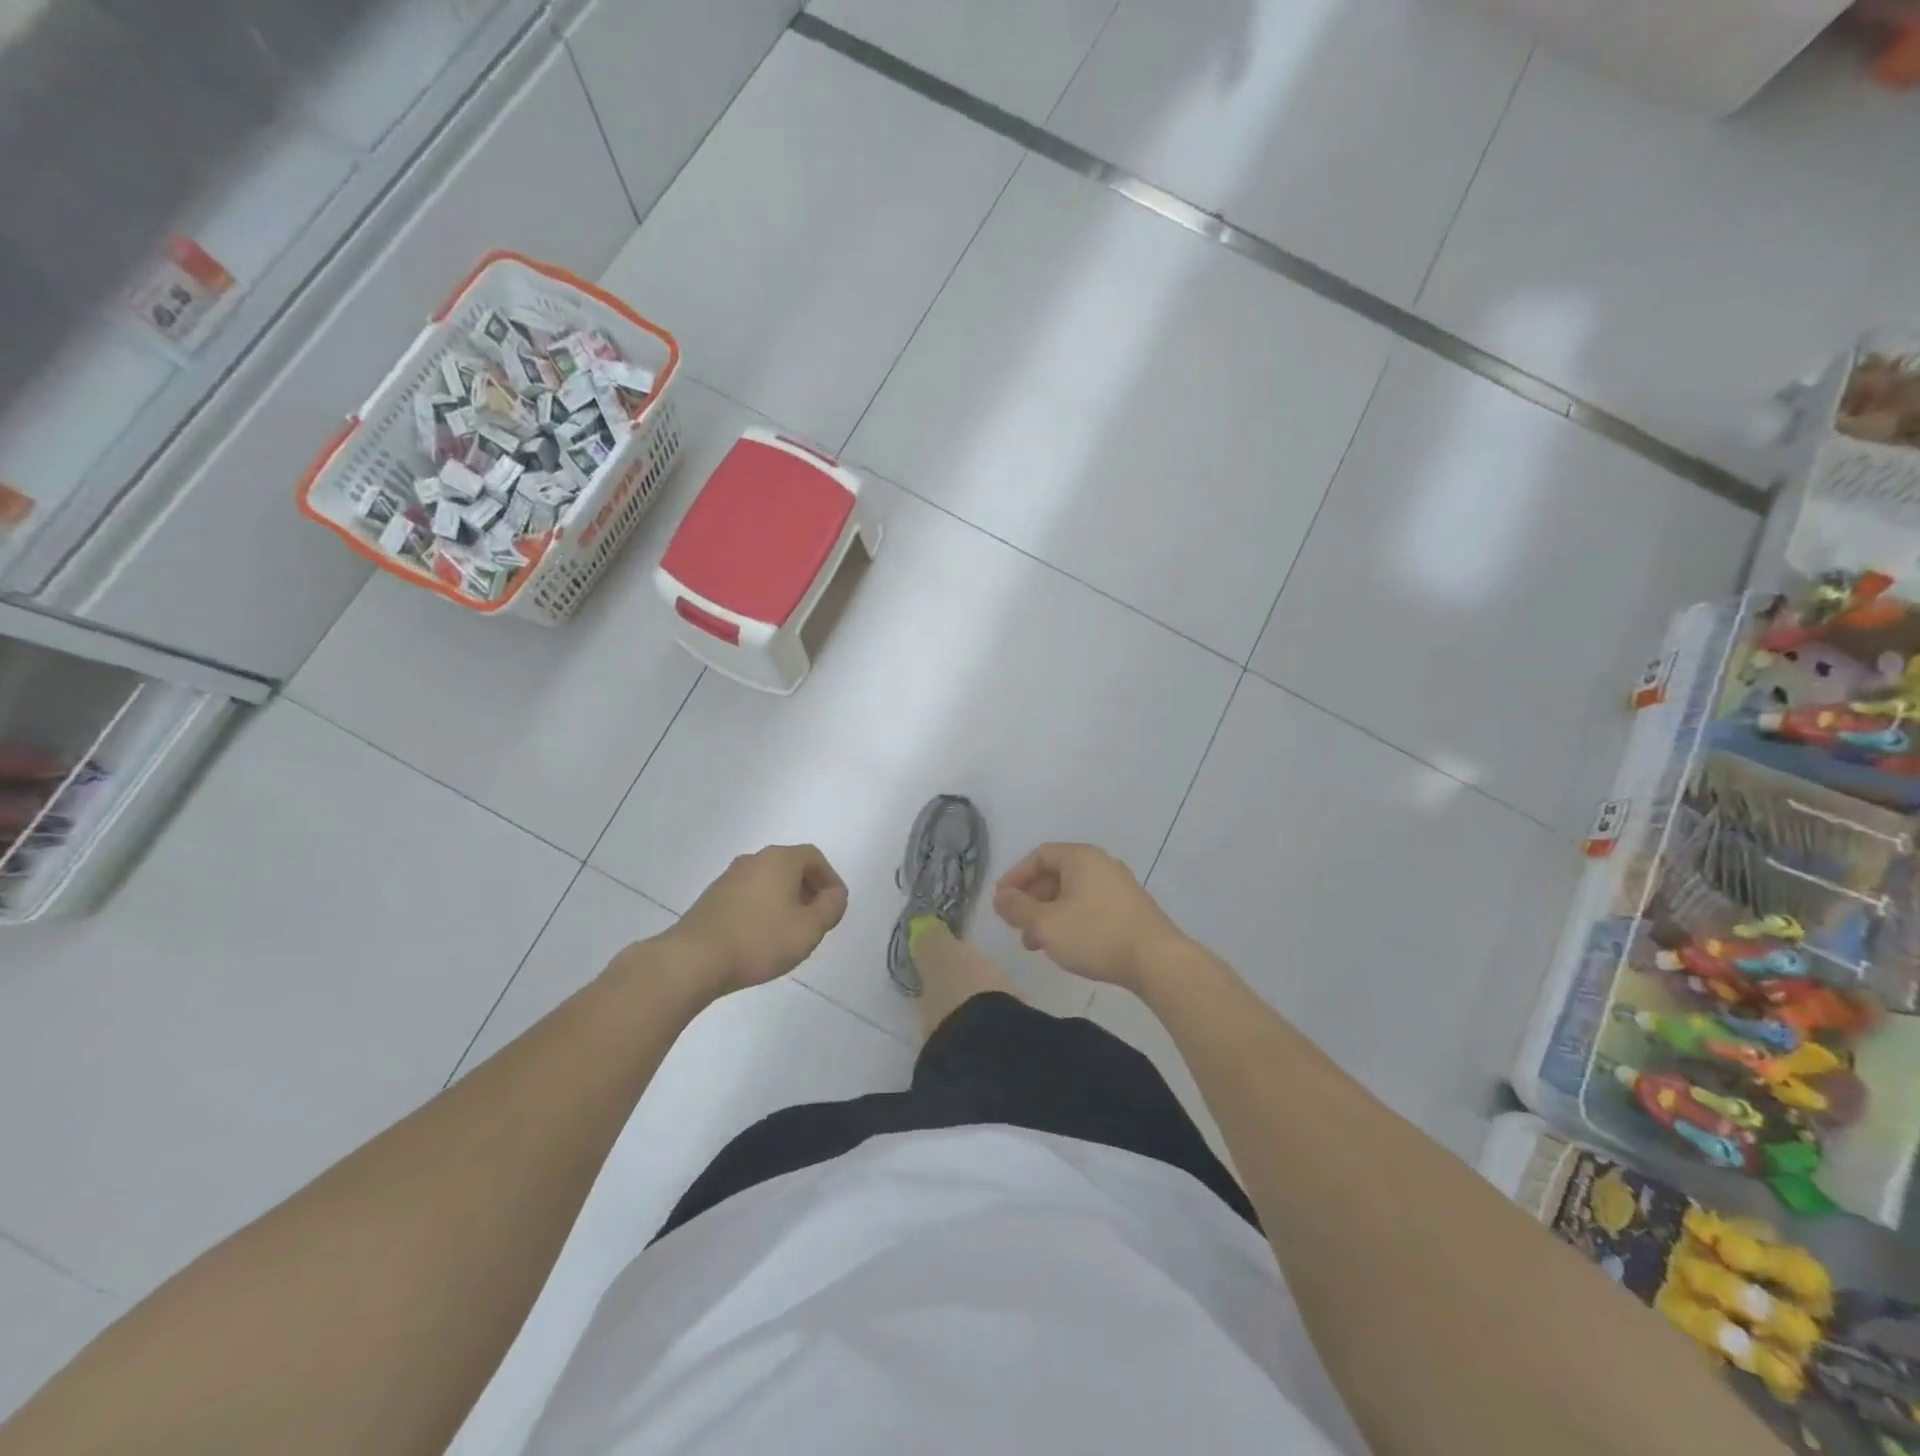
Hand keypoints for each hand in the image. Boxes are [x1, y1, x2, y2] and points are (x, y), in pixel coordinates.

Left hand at [664, 844, 847, 995]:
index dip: (830, 879)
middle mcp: (753, 860)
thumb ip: (830, 908)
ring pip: (768, 882)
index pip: (814, 857)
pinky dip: (763, 909)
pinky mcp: (712, 898)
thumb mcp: (809, 928)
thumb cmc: (759, 940)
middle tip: (816, 919)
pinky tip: (762, 937)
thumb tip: (835, 895)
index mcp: (779, 860)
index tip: (834, 906)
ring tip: (790, 931)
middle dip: (808, 890)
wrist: (694, 959)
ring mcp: (729, 878)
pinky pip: (748, 895)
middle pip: (790, 867)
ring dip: (785, 900)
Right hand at [993, 843, 1185, 990]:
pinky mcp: (1130, 908)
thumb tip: (1000, 898)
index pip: (1039, 855)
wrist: (1157, 960)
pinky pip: (1090, 905)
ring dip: (1048, 914)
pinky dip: (1070, 920)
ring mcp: (1119, 886)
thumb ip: (1017, 909)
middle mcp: (1101, 864)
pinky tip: (1064, 946)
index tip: (1001, 901)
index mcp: (1080, 857)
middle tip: (1016, 925)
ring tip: (1035, 944)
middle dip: (1031, 900)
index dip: (1015, 876)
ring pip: (1072, 893)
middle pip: (1056, 874)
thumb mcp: (1046, 924)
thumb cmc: (1095, 935)